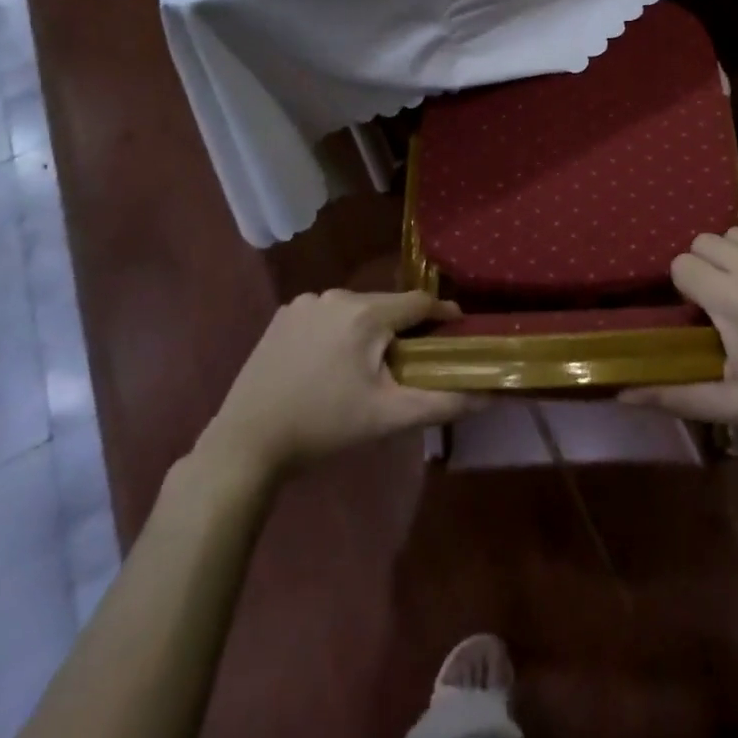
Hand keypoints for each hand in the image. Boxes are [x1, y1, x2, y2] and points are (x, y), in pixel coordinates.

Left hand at [195, 289, 479, 481]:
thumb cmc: (325, 428)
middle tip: (409, 361)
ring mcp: (306, 302)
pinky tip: (328, 363)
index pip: (419, 302)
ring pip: (355, 309)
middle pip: (386, 304)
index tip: (456, 331)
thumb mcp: (389, 417)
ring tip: (366, 367)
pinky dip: (336, 331)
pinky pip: (326, 314)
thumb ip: (443, 402)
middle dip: (402, 327)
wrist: (247, 443)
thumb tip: (491, 394)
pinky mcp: (283, 316)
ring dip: (368, 329)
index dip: (441, 316)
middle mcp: (337, 295)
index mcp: (367, 313)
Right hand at [623, 227, 737, 438]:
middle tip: (718, 300)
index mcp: (733, 301)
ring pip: (737, 233)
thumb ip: (674, 394)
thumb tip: (622, 394)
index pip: (683, 264)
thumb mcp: (732, 405)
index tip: (698, 312)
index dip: (684, 287)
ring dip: (731, 255)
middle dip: (703, 267)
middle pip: (705, 241)